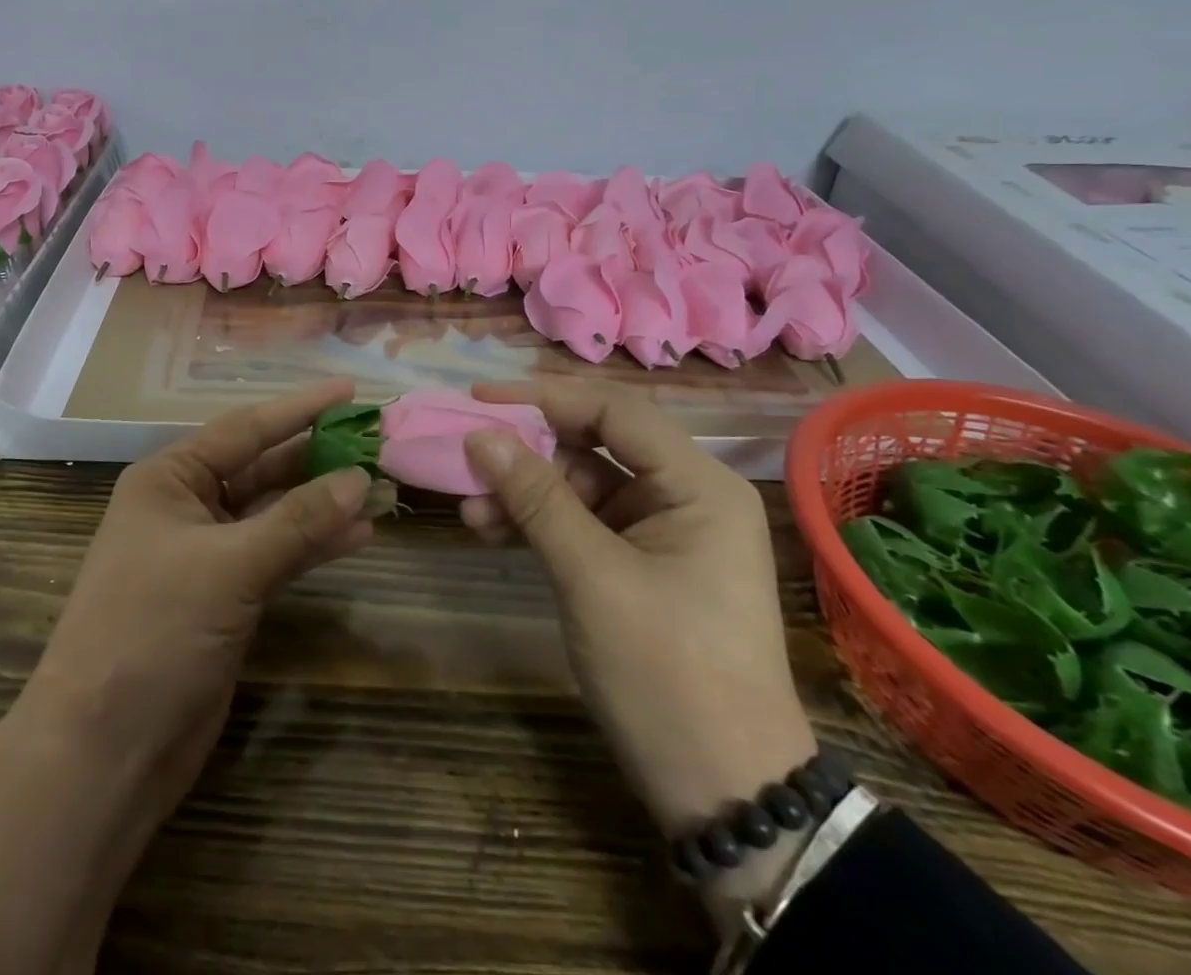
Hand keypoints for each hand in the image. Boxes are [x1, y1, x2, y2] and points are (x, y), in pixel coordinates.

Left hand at [0, 380, 372, 974]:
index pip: (246, 429)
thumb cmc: (153, 632)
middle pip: (262, 467)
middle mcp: (188, 506)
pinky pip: (279, 554)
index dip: (300, 407)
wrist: (106, 751)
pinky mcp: (226, 597)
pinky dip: (315, 544)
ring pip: (275, 512)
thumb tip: (360, 478)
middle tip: (374, 437)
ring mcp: (208, 554)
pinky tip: (359, 534)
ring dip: (323, 501)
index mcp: (170, 479)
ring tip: (380, 482)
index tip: (350, 389)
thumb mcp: (229, 567)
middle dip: (316, 454)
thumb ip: (298, 521)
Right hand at [460, 381, 816, 850]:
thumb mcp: (592, 577)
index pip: (613, 412)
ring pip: (579, 485)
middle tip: (466, 454)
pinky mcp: (638, 563)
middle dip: (527, 451)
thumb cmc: (667, 674)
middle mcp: (684, 495)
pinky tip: (491, 531)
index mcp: (697, 485)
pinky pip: (580, 523)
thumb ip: (536, 498)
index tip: (479, 397)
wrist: (724, 793)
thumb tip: (480, 435)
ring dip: (524, 492)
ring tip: (469, 510)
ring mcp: (661, 531)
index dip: (543, 397)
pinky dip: (537, 523)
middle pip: (593, 445)